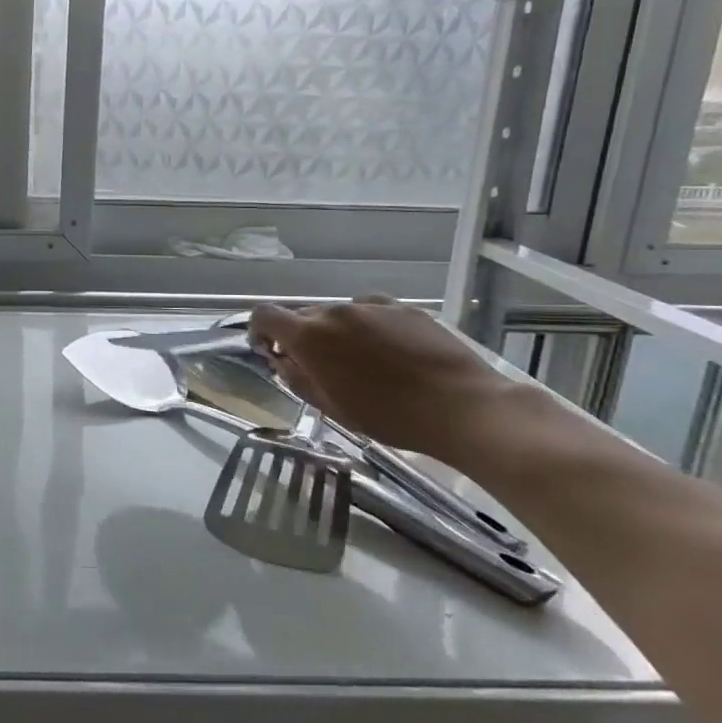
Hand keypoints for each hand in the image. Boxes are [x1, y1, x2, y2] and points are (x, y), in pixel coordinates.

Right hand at [248, 298, 522, 464]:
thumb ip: (297, 378)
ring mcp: (372, 306)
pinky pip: (372, 312)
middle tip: (317, 368)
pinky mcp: (404, 309)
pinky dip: (368, 328)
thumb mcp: (331, 407)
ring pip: (338, 315)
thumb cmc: (389, 416)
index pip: (264, 315)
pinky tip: (389, 353)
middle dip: (302, 338)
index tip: (269, 351)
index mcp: (310, 336)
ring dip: (336, 333)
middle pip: (303, 316)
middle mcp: (335, 312)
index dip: (258, 331)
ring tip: (360, 363)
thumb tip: (283, 361)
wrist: (463, 407)